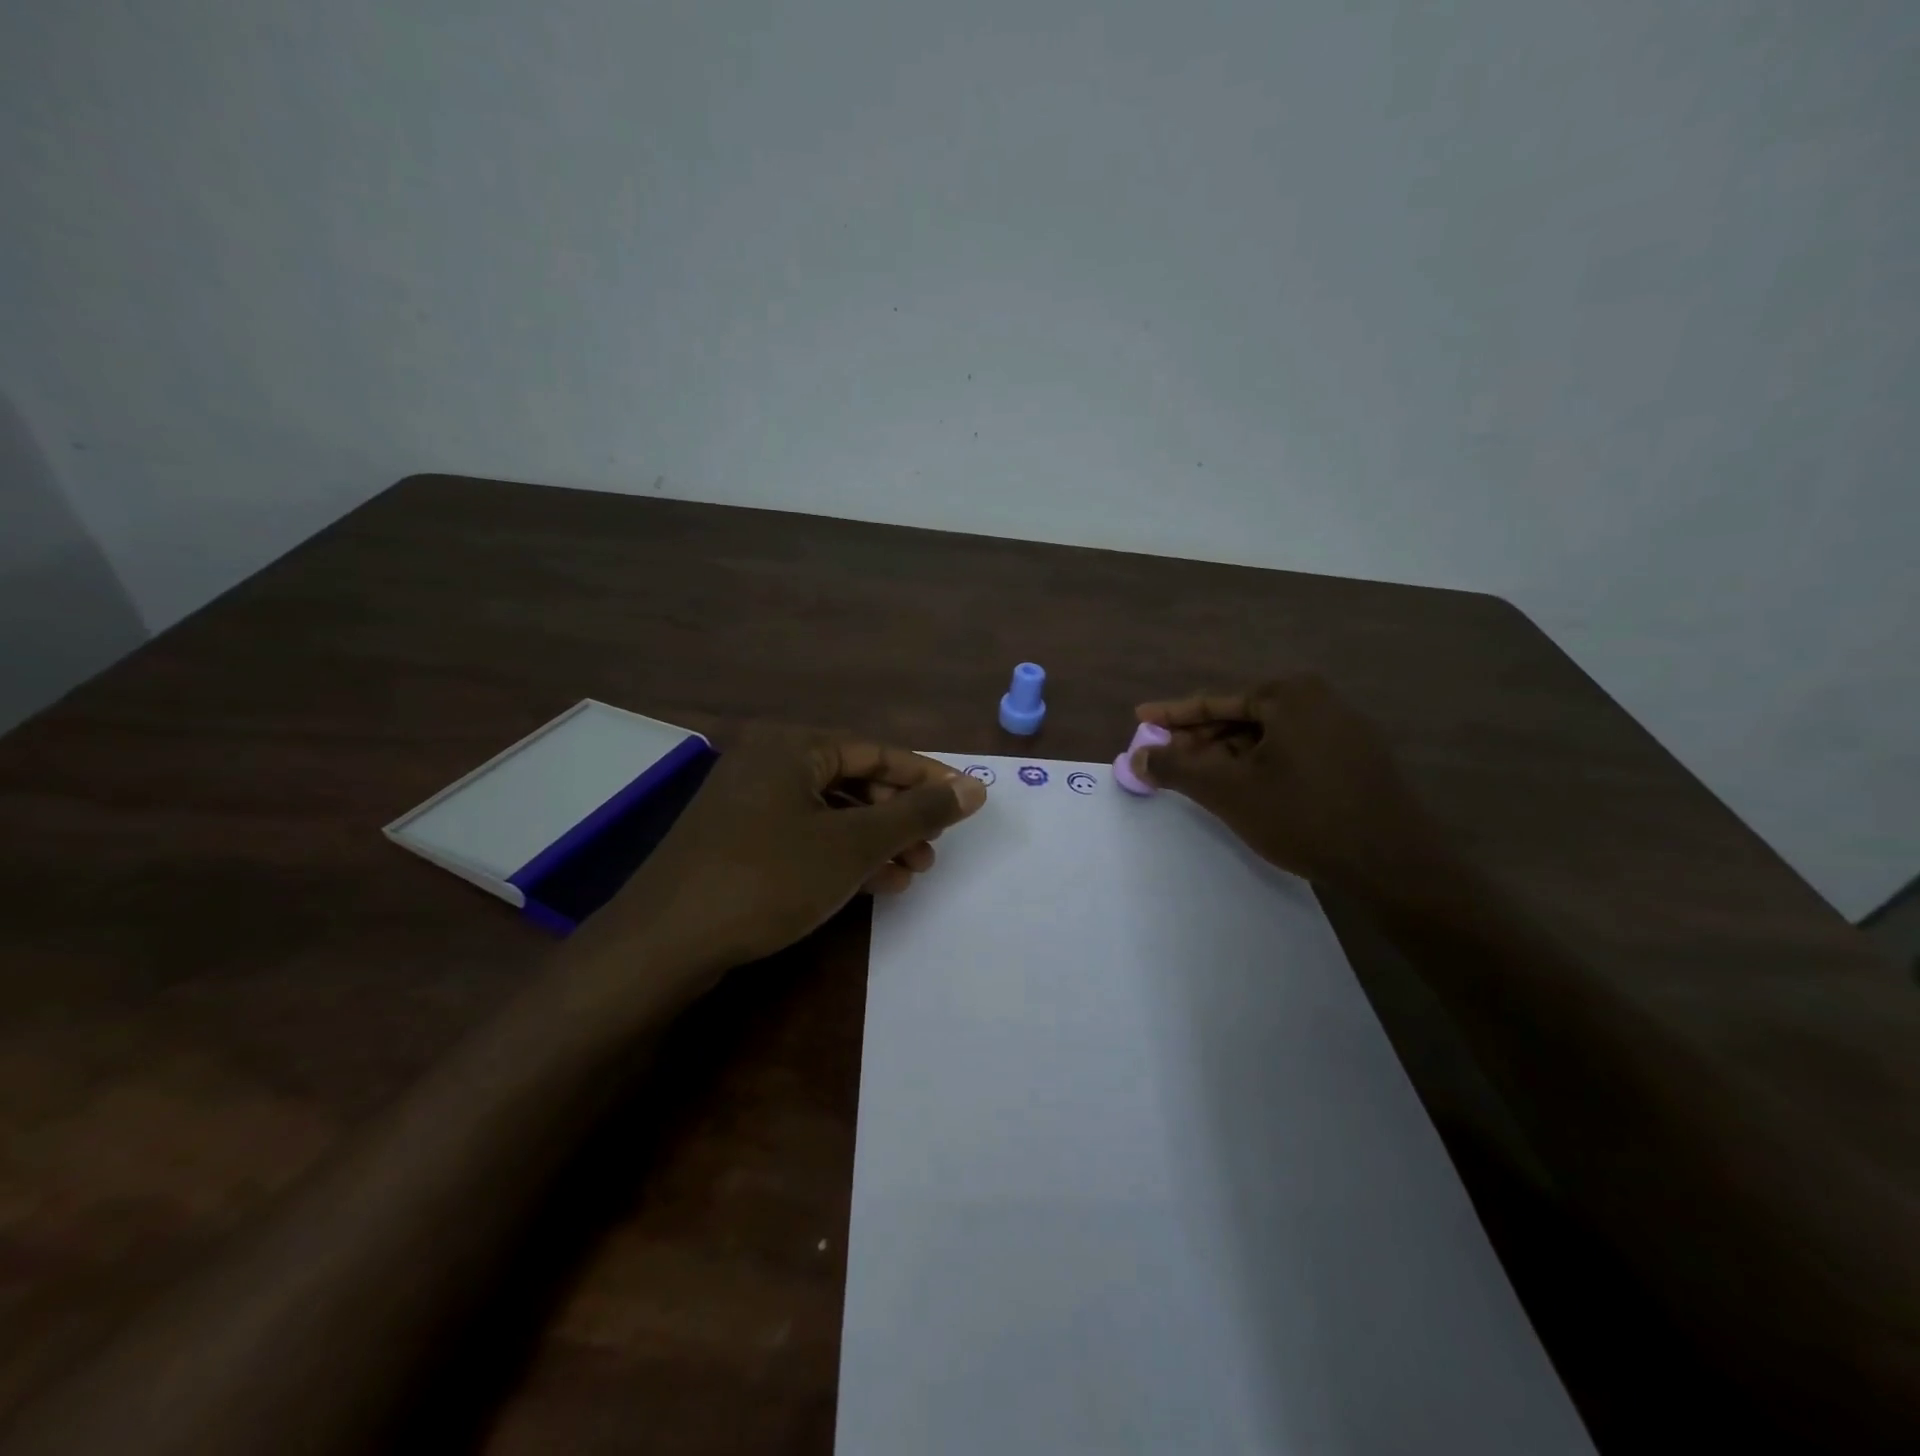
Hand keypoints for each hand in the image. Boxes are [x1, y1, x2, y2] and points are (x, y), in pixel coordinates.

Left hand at [572, 729, 987, 990]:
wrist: (663, 943)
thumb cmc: (767, 878)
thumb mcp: (853, 845)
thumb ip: (917, 813)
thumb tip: (974, 788)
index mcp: (793, 747)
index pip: (877, 751)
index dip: (926, 777)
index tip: (964, 802)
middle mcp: (767, 762)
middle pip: (853, 780)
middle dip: (898, 816)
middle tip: (933, 849)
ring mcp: (747, 802)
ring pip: (829, 812)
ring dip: (874, 841)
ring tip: (910, 872)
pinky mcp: (736, 839)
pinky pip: (803, 835)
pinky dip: (839, 855)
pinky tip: (872, 885)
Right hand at [1132, 674, 1440, 890]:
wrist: (1393, 865)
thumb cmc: (1303, 816)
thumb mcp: (1228, 791)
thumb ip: (1176, 768)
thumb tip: (1135, 756)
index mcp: (1290, 695)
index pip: (1216, 701)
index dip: (1172, 715)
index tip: (1141, 718)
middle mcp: (1321, 701)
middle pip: (1241, 717)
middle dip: (1200, 740)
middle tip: (1165, 759)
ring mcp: (1345, 730)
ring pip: (1267, 738)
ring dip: (1228, 757)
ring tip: (1199, 780)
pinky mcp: (1358, 760)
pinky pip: (1293, 752)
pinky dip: (1260, 766)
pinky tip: (1244, 790)